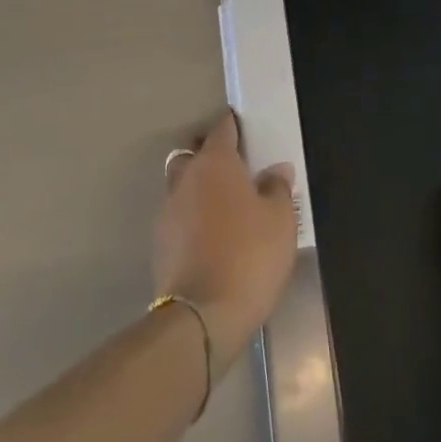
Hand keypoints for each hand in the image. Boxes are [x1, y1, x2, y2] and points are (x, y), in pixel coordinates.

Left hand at [153, 111, 297, 374]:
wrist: (202, 316)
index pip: (222, 129)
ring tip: (221, 204)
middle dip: (208, 154)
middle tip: (232, 167)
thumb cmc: (249, 256)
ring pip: (181, 184)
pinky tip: (208, 234)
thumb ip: (278, 188)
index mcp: (215, 163)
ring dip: (197, 187)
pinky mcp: (160, 242)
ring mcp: (168, 210)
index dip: (232, 125)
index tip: (242, 127)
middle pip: (193, 153)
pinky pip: (177, 215)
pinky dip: (190, 216)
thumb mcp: (280, 221)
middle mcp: (186, 177)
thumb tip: (276, 170)